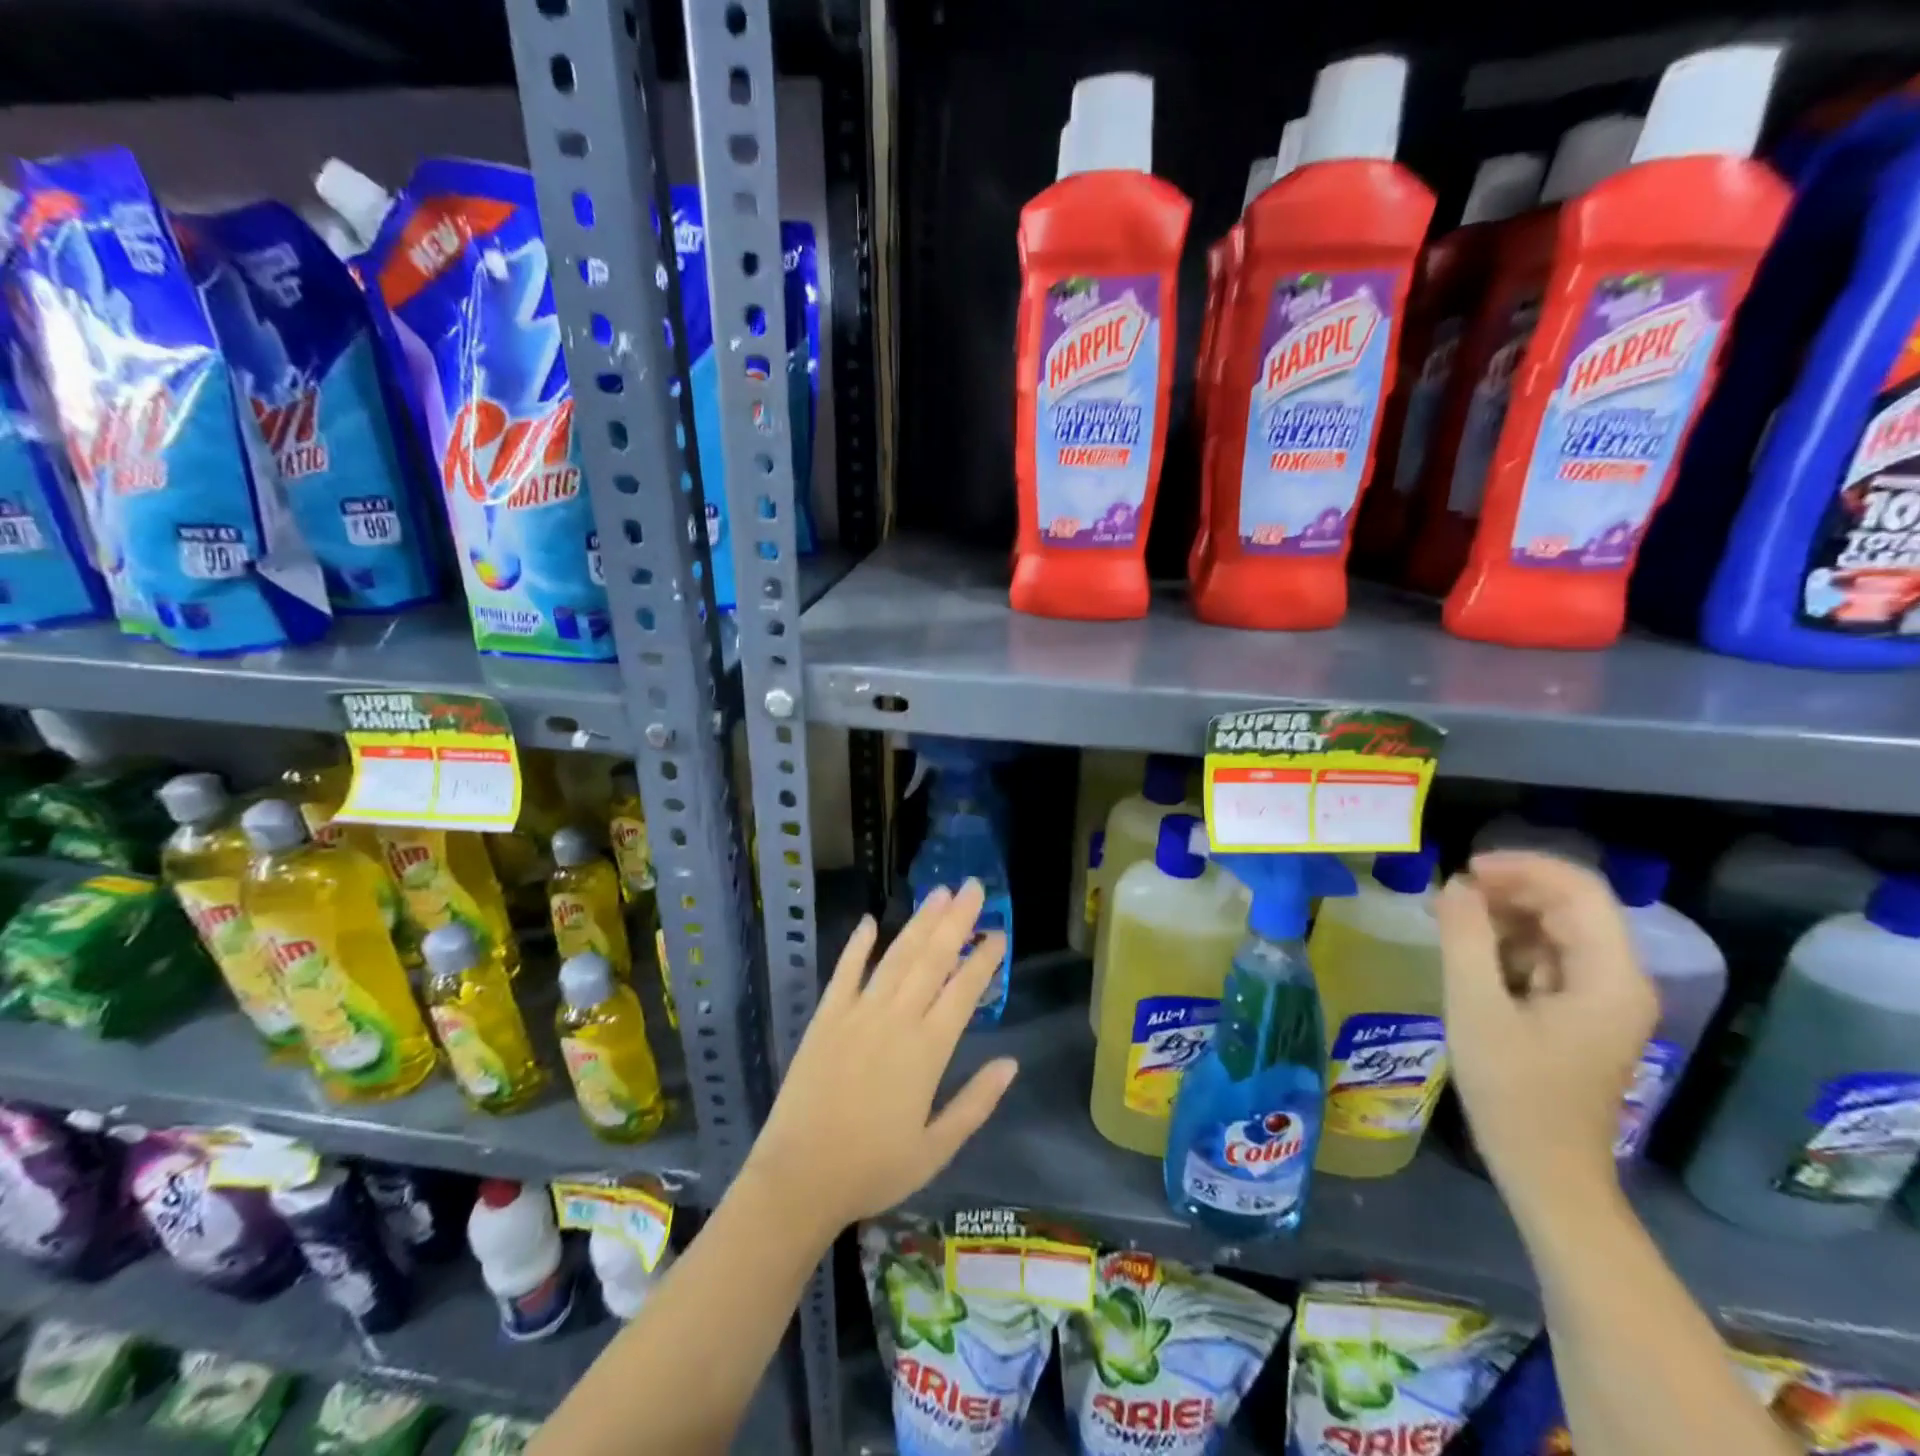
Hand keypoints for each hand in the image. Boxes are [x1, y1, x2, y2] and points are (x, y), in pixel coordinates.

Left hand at [741, 880, 1016, 1236]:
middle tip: (974, 887)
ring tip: (939, 893)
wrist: (799, 1179)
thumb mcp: (936, 1149)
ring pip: (896, 956)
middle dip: (957, 921)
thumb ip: (976, 1103)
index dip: (984, 959)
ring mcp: (858, 1013)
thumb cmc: (873, 1169)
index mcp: (928, 1050)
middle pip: (933, 959)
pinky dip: (857, 945)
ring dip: (919, 922)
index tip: (999, 932)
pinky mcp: (826, 1017)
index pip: (963, 990)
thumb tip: (1011, 1063)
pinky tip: (870, 921)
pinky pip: (844, 971)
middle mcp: (896, 1020)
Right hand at [1436, 852, 1656, 1217]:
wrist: (1546, 1171)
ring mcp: (1604, 999)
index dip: (1522, 867)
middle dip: (1510, 890)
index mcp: (1609, 977)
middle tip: (1449, 894)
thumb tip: (1454, 885)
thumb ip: (1464, 938)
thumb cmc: (1512, 1090)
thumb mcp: (1475, 1007)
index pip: (1579, 891)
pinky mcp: (1583, 1013)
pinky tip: (1472, 957)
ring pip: (1558, 930)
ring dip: (1506, 917)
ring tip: (1451, 922)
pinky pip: (1550, 958)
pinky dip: (1510, 946)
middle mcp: (1619, 980)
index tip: (1463, 869)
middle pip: (1572, 906)